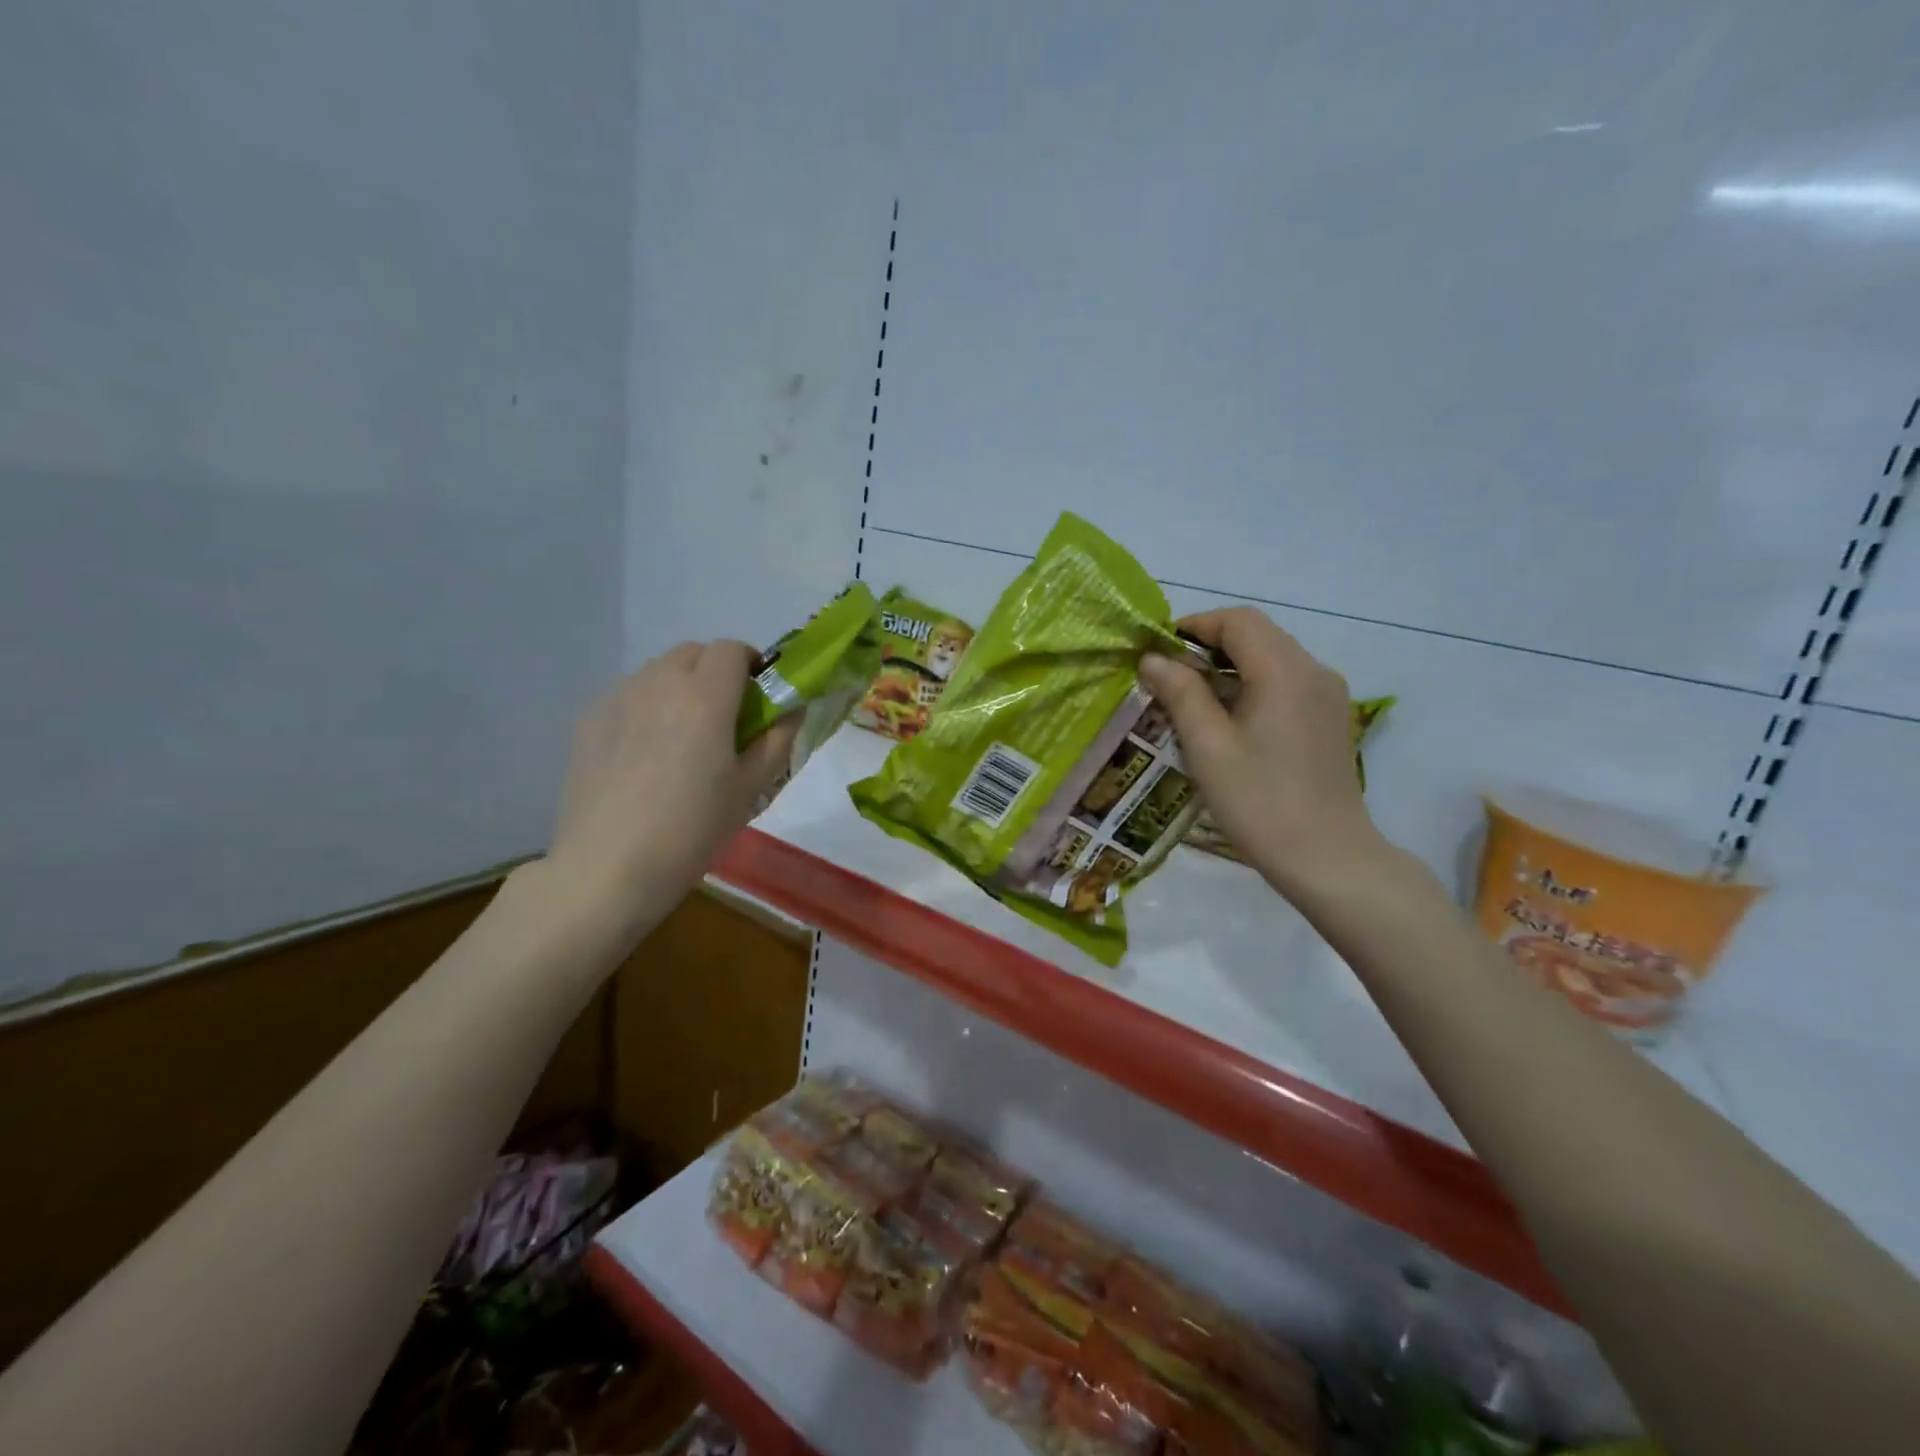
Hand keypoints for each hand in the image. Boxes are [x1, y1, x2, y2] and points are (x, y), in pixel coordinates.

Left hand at [546, 641, 797, 931]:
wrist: (609, 867)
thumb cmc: (693, 829)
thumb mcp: (750, 787)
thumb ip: (777, 738)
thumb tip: (793, 707)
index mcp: (705, 696)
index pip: (732, 649)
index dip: (751, 664)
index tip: (758, 696)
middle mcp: (658, 683)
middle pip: (693, 652)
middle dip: (715, 671)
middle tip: (724, 716)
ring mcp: (617, 698)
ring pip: (657, 671)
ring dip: (679, 686)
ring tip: (681, 736)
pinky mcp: (588, 720)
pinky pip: (627, 695)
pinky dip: (646, 706)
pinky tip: (643, 753)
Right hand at [1138, 608, 1385, 896]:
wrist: (1327, 857)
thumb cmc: (1258, 801)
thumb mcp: (1207, 746)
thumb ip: (1180, 693)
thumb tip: (1153, 658)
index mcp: (1284, 670)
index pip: (1238, 620)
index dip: (1194, 625)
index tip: (1158, 650)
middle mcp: (1313, 670)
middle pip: (1258, 634)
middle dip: (1210, 644)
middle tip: (1169, 675)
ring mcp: (1328, 695)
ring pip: (1273, 657)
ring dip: (1231, 665)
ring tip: (1193, 699)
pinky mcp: (1331, 718)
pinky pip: (1287, 682)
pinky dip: (1253, 684)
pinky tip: (1231, 720)